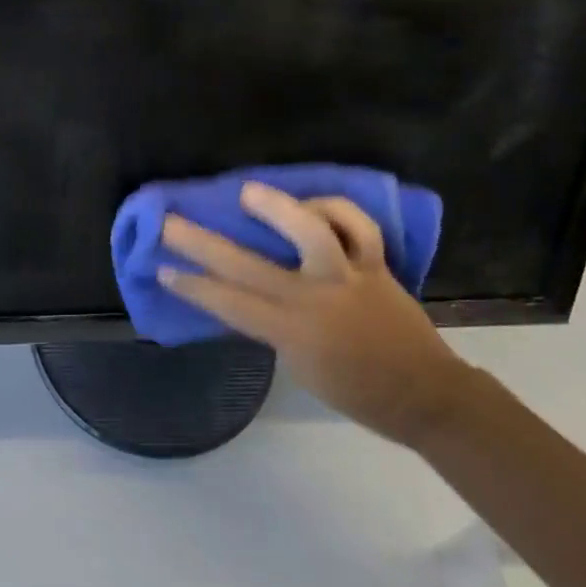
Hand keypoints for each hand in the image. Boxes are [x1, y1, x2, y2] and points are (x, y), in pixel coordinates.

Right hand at [160, 183, 473, 447]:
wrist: (424, 394)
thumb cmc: (357, 392)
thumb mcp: (300, 367)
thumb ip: (274, 326)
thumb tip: (249, 289)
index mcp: (292, 333)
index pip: (229, 304)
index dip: (192, 285)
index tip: (161, 267)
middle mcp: (315, 299)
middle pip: (247, 265)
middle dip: (201, 242)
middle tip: (170, 220)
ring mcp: (347, 276)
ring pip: (312, 231)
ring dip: (277, 208)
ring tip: (248, 192)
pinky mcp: (375, 264)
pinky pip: (357, 227)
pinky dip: (335, 210)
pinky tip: (312, 204)